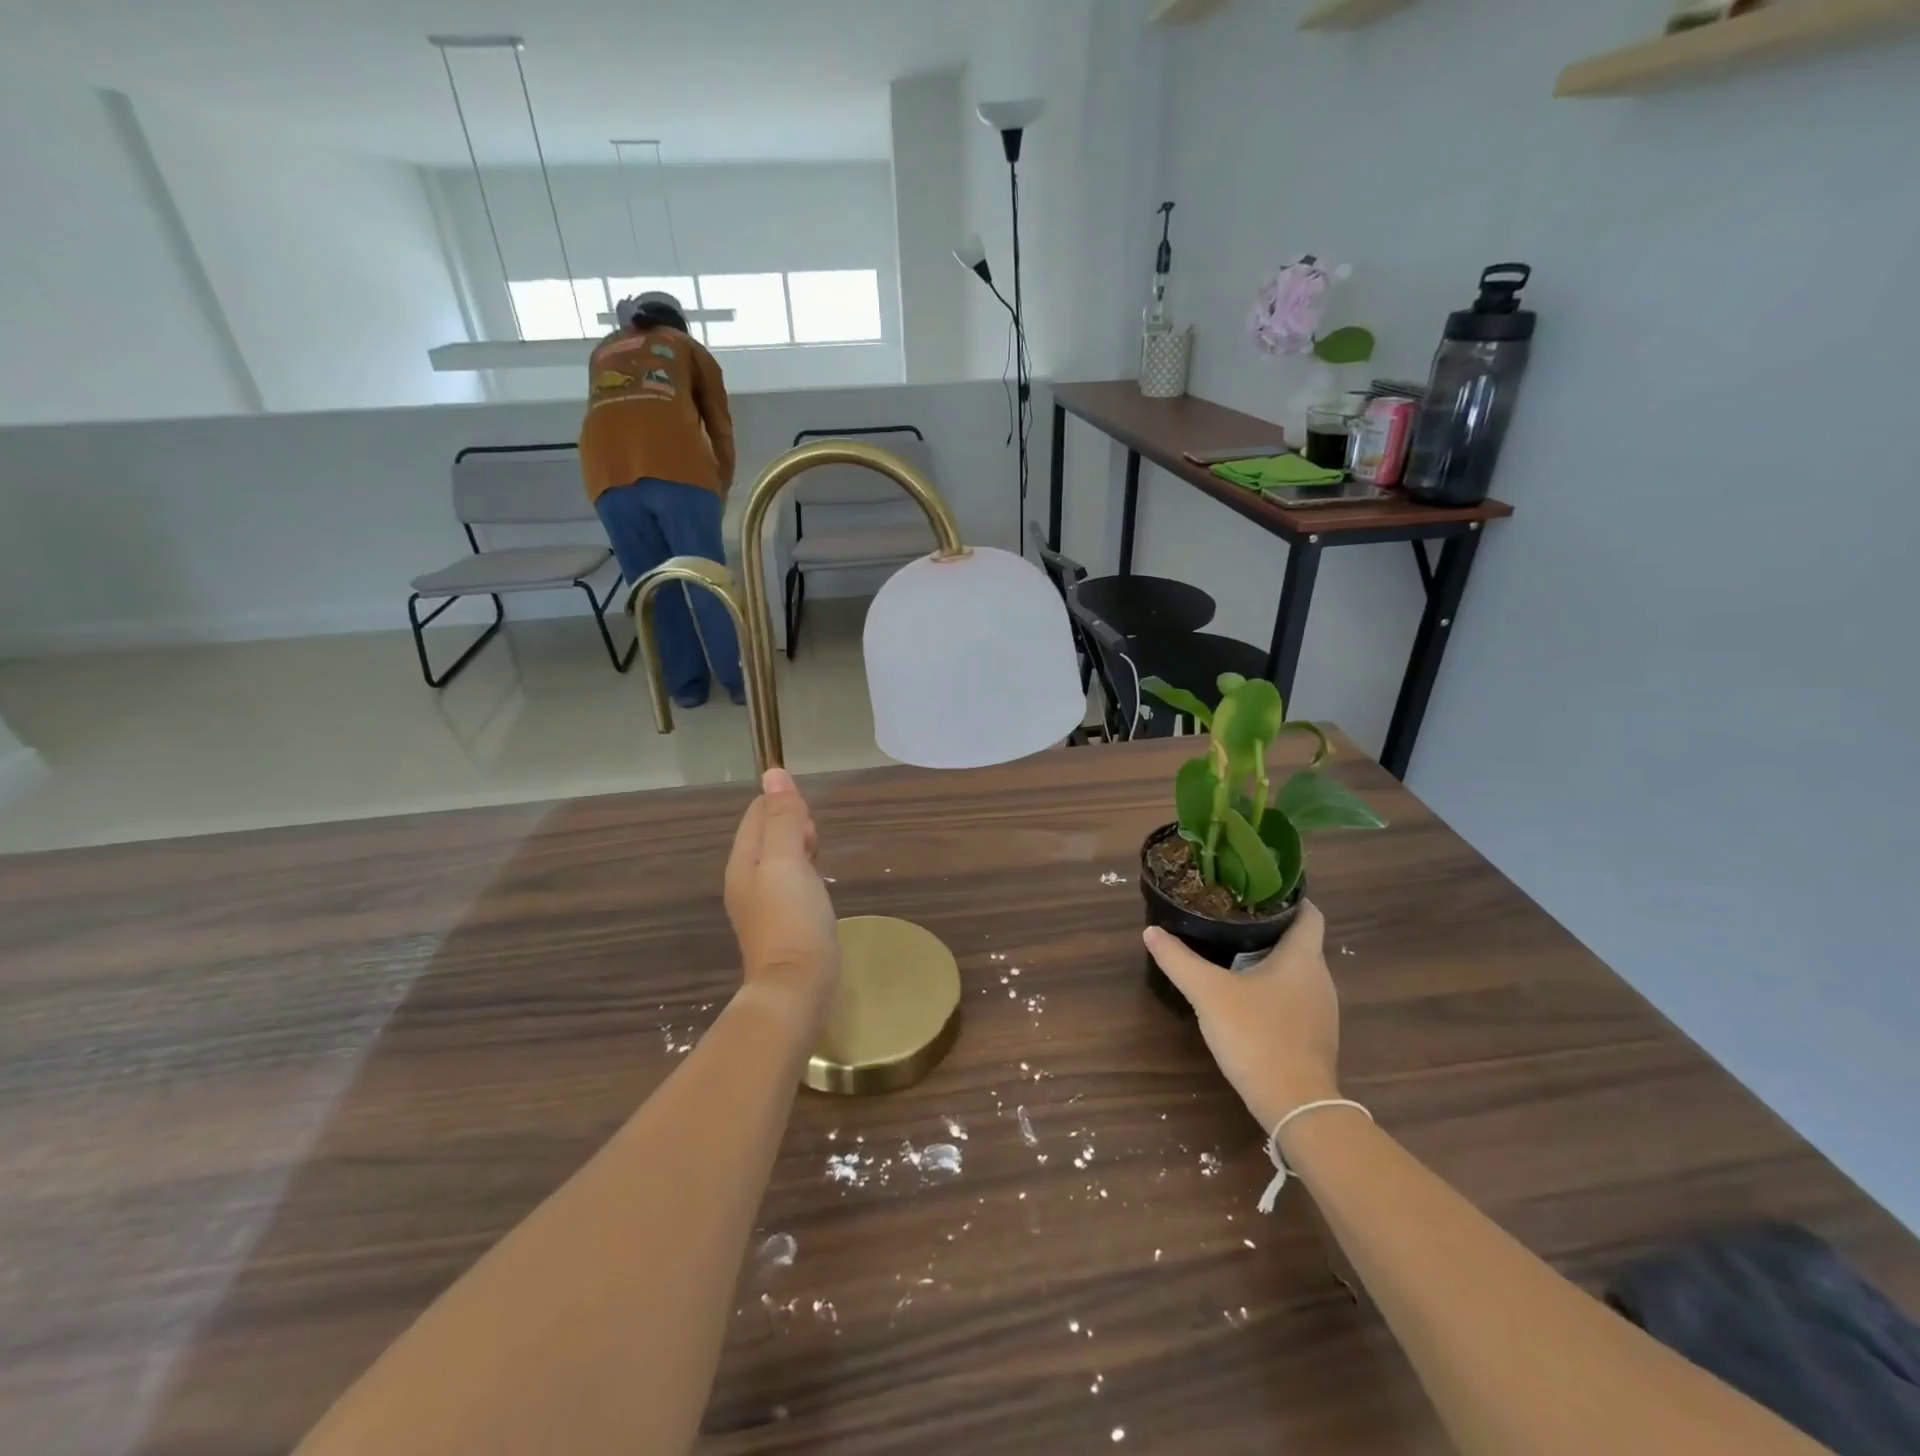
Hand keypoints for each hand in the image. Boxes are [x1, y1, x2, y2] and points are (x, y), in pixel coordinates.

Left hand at [724, 768, 838, 1019]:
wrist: (796, 989)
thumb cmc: (793, 920)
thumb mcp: (788, 861)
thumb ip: (782, 819)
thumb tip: (774, 774)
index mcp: (743, 862)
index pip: (757, 814)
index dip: (784, 806)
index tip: (810, 820)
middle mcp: (746, 880)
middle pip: (766, 835)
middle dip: (793, 826)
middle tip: (817, 842)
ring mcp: (761, 904)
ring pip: (779, 859)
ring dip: (800, 849)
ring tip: (820, 856)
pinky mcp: (780, 922)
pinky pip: (789, 882)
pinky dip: (804, 873)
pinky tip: (818, 884)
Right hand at [1144, 901, 1339, 1131]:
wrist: (1296, 1105)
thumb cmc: (1257, 1035)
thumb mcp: (1208, 993)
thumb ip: (1179, 960)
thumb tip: (1151, 931)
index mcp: (1302, 957)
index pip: (1310, 913)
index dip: (1290, 897)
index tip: (1259, 888)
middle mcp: (1320, 978)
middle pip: (1301, 941)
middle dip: (1270, 928)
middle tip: (1232, 917)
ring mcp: (1321, 1011)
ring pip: (1298, 972)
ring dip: (1271, 960)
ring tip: (1234, 951)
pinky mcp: (1315, 1037)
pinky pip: (1296, 998)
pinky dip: (1275, 989)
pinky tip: (1246, 996)